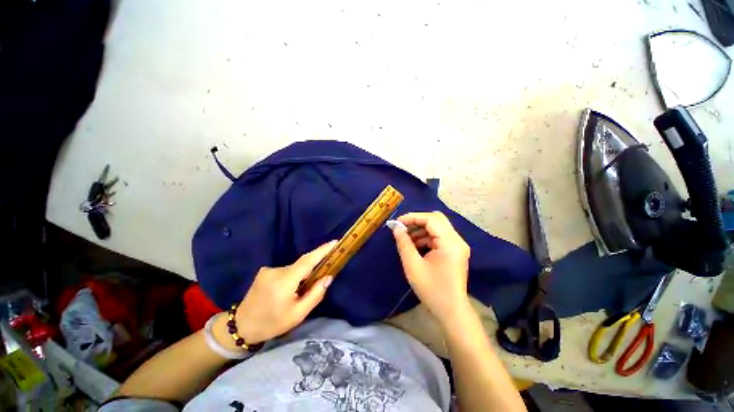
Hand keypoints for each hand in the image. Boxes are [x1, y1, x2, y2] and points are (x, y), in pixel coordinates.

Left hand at [213, 241, 336, 348]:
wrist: (241, 326)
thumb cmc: (272, 323)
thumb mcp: (298, 314)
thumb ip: (315, 294)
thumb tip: (328, 277)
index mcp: (284, 282)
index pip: (308, 261)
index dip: (322, 250)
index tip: (335, 242)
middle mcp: (276, 271)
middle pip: (302, 264)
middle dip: (314, 265)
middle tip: (325, 271)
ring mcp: (268, 270)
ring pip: (294, 268)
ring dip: (302, 274)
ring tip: (300, 291)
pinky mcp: (264, 271)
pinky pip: (286, 270)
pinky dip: (293, 276)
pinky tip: (289, 290)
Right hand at [392, 212, 470, 326]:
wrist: (451, 311)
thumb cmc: (432, 290)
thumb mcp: (413, 266)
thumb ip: (404, 243)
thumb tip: (396, 228)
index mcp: (450, 243)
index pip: (431, 219)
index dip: (413, 217)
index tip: (397, 222)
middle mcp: (457, 240)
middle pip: (436, 220)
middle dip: (417, 221)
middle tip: (401, 228)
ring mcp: (457, 245)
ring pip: (437, 227)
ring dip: (420, 230)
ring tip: (405, 238)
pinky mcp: (455, 251)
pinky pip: (439, 237)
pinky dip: (426, 237)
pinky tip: (414, 245)